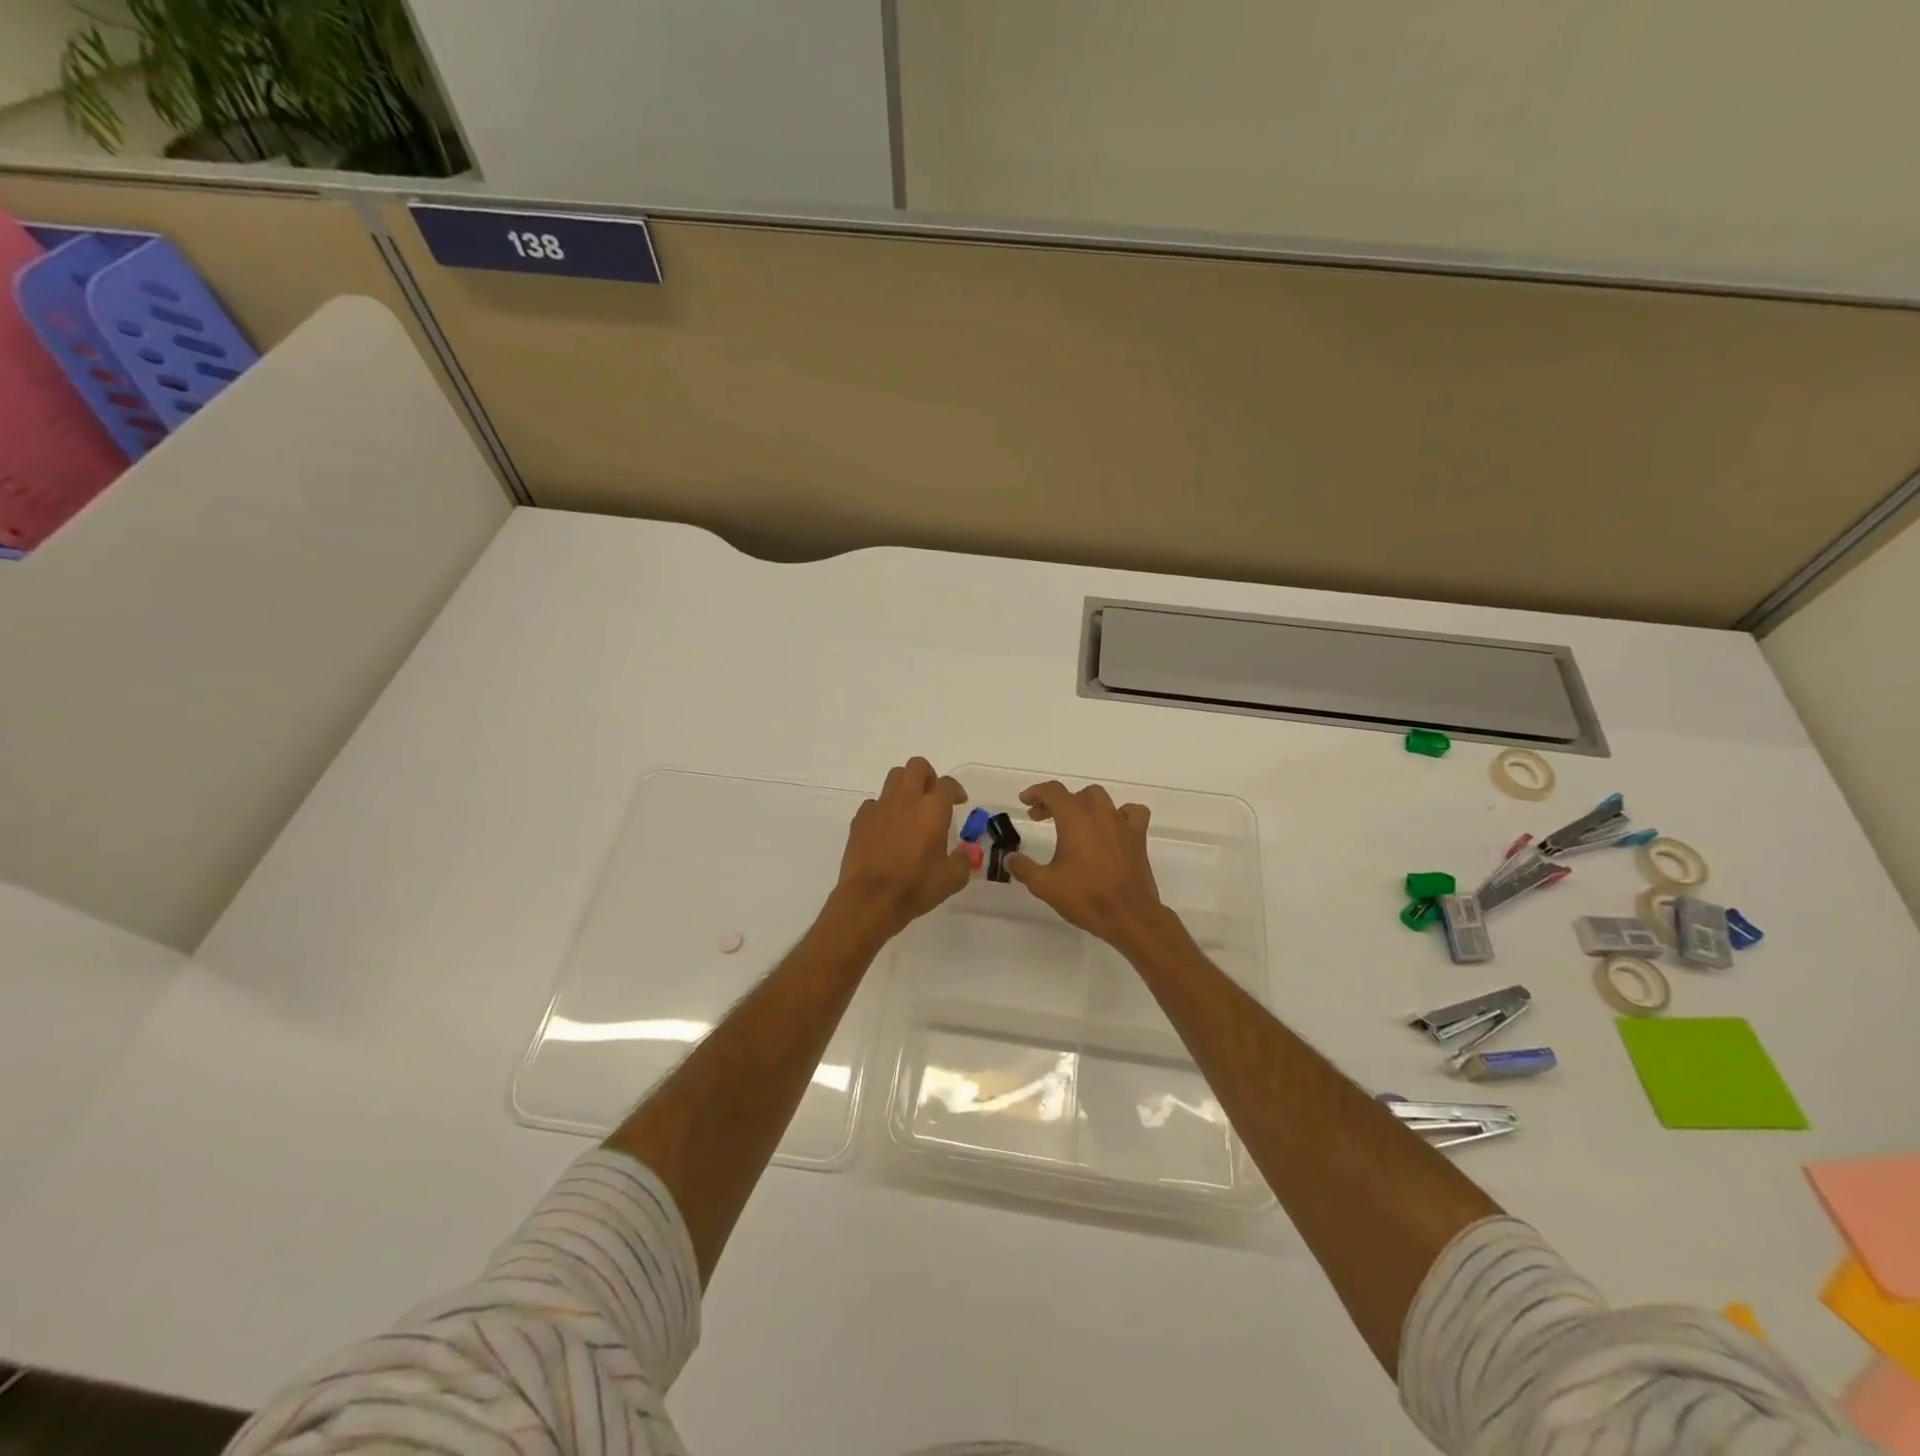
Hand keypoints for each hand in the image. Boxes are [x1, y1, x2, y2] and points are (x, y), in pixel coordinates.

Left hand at [834, 757, 970, 935]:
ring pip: (893, 778)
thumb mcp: (952, 879)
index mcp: (932, 809)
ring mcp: (880, 807)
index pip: (947, 783)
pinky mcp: (860, 819)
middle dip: (928, 775)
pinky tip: (886, 828)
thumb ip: (963, 861)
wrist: (870, 899)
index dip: (955, 790)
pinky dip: (883, 809)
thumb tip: (964, 853)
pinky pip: (874, 803)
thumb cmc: (915, 887)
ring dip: (905, 786)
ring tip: (909, 808)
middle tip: (932, 796)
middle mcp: (906, 799)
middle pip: (916, 766)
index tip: (958, 802)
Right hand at [1007, 780, 1173, 956]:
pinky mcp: (1138, 837)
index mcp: (1074, 818)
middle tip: (1042, 817)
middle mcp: (1099, 813)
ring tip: (1074, 821)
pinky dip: (1121, 814)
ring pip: (1101, 799)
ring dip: (1084, 805)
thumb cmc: (1085, 896)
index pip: (1053, 791)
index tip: (1025, 802)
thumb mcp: (1044, 885)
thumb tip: (1010, 858)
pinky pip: (1132, 813)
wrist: (1129, 916)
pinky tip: (1113, 827)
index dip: (1036, 792)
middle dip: (1056, 802)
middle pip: (1076, 794)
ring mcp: (1121, 823)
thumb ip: (1023, 868)